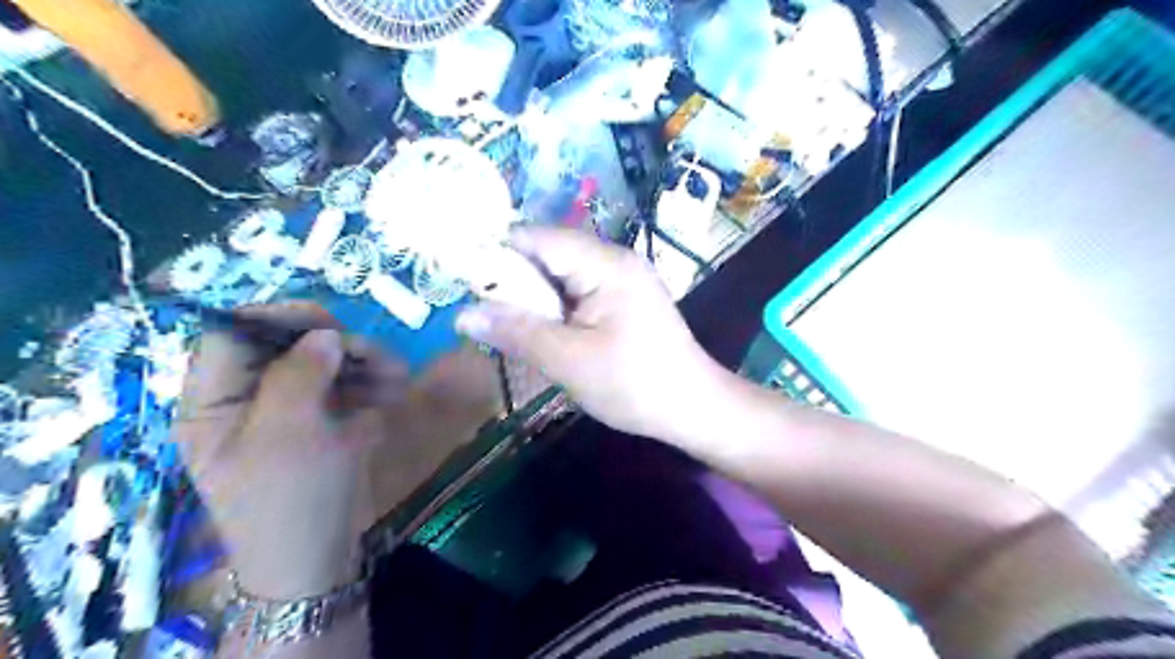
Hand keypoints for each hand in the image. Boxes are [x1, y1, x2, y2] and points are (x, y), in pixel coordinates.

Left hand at [171, 302, 408, 599]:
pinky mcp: (323, 417)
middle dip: (336, 343)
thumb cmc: (291, 500)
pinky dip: (372, 382)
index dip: (275, 318)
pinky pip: (345, 384)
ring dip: (365, 362)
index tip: (327, 321)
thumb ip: (298, 377)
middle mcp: (248, 396)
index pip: (231, 334)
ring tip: (398, 377)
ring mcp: (290, 406)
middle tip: (377, 355)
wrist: (322, 557)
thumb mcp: (288, 437)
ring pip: (325, 361)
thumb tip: (324, 334)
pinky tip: (394, 392)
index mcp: (215, 401)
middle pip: (287, 344)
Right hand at [454, 226, 720, 441]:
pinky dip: (554, 308)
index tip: (463, 280)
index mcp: (605, 263)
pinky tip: (542, 331)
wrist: (694, 408)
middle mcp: (614, 260)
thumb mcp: (568, 360)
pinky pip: (578, 292)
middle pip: (549, 253)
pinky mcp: (624, 300)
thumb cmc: (635, 384)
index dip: (496, 254)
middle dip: (513, 281)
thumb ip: (516, 332)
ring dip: (533, 298)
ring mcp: (622, 279)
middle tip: (484, 313)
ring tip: (507, 325)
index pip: (537, 238)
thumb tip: (462, 314)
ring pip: (561, 275)